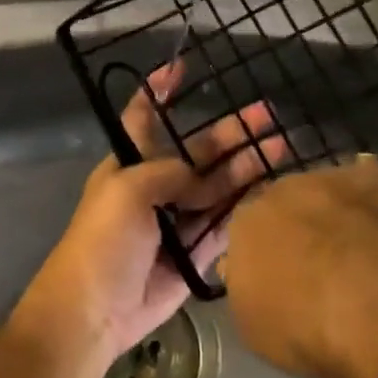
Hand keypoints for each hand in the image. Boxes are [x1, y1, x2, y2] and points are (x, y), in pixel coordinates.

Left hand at [24, 61, 280, 360]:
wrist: (95, 310)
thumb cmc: (104, 239)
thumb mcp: (129, 190)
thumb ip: (170, 173)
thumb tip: (201, 177)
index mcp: (131, 162)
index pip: (144, 116)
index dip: (159, 90)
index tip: (180, 67)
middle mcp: (156, 184)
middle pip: (199, 150)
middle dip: (232, 132)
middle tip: (268, 114)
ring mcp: (177, 219)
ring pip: (218, 186)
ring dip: (247, 167)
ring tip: (282, 148)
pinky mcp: (193, 253)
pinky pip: (223, 225)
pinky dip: (244, 209)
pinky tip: (272, 191)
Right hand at [219, 155, 377, 377]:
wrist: (372, 303)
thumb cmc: (304, 325)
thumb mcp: (253, 326)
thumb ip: (247, 288)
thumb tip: (249, 274)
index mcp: (244, 222)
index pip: (247, 231)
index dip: (264, 255)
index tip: (280, 280)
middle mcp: (281, 189)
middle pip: (286, 204)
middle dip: (299, 227)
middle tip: (318, 265)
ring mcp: (330, 178)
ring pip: (326, 190)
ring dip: (335, 212)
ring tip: (358, 251)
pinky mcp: (377, 178)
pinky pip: (370, 182)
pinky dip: (374, 199)